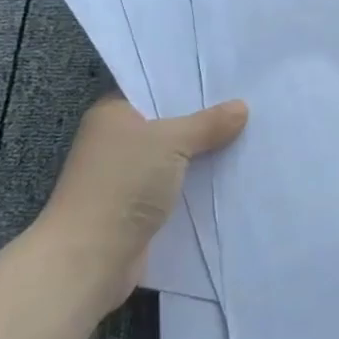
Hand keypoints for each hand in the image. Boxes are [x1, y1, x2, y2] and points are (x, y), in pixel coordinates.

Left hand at [34, 95, 247, 313]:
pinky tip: (231, 174)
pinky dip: (198, 183)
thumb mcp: (171, 142)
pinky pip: (177, 186)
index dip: (189, 83)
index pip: (155, 88)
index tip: (228, 77)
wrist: (89, 260)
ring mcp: (127, 176)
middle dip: (204, 119)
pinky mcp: (139, 208)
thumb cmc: (123, 184)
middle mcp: (117, 141)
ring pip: (175, 156)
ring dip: (204, 153)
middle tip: (248, 103)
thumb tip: (241, 107)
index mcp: (113, 113)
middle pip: (169, 122)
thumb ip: (207, 123)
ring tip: (250, 135)